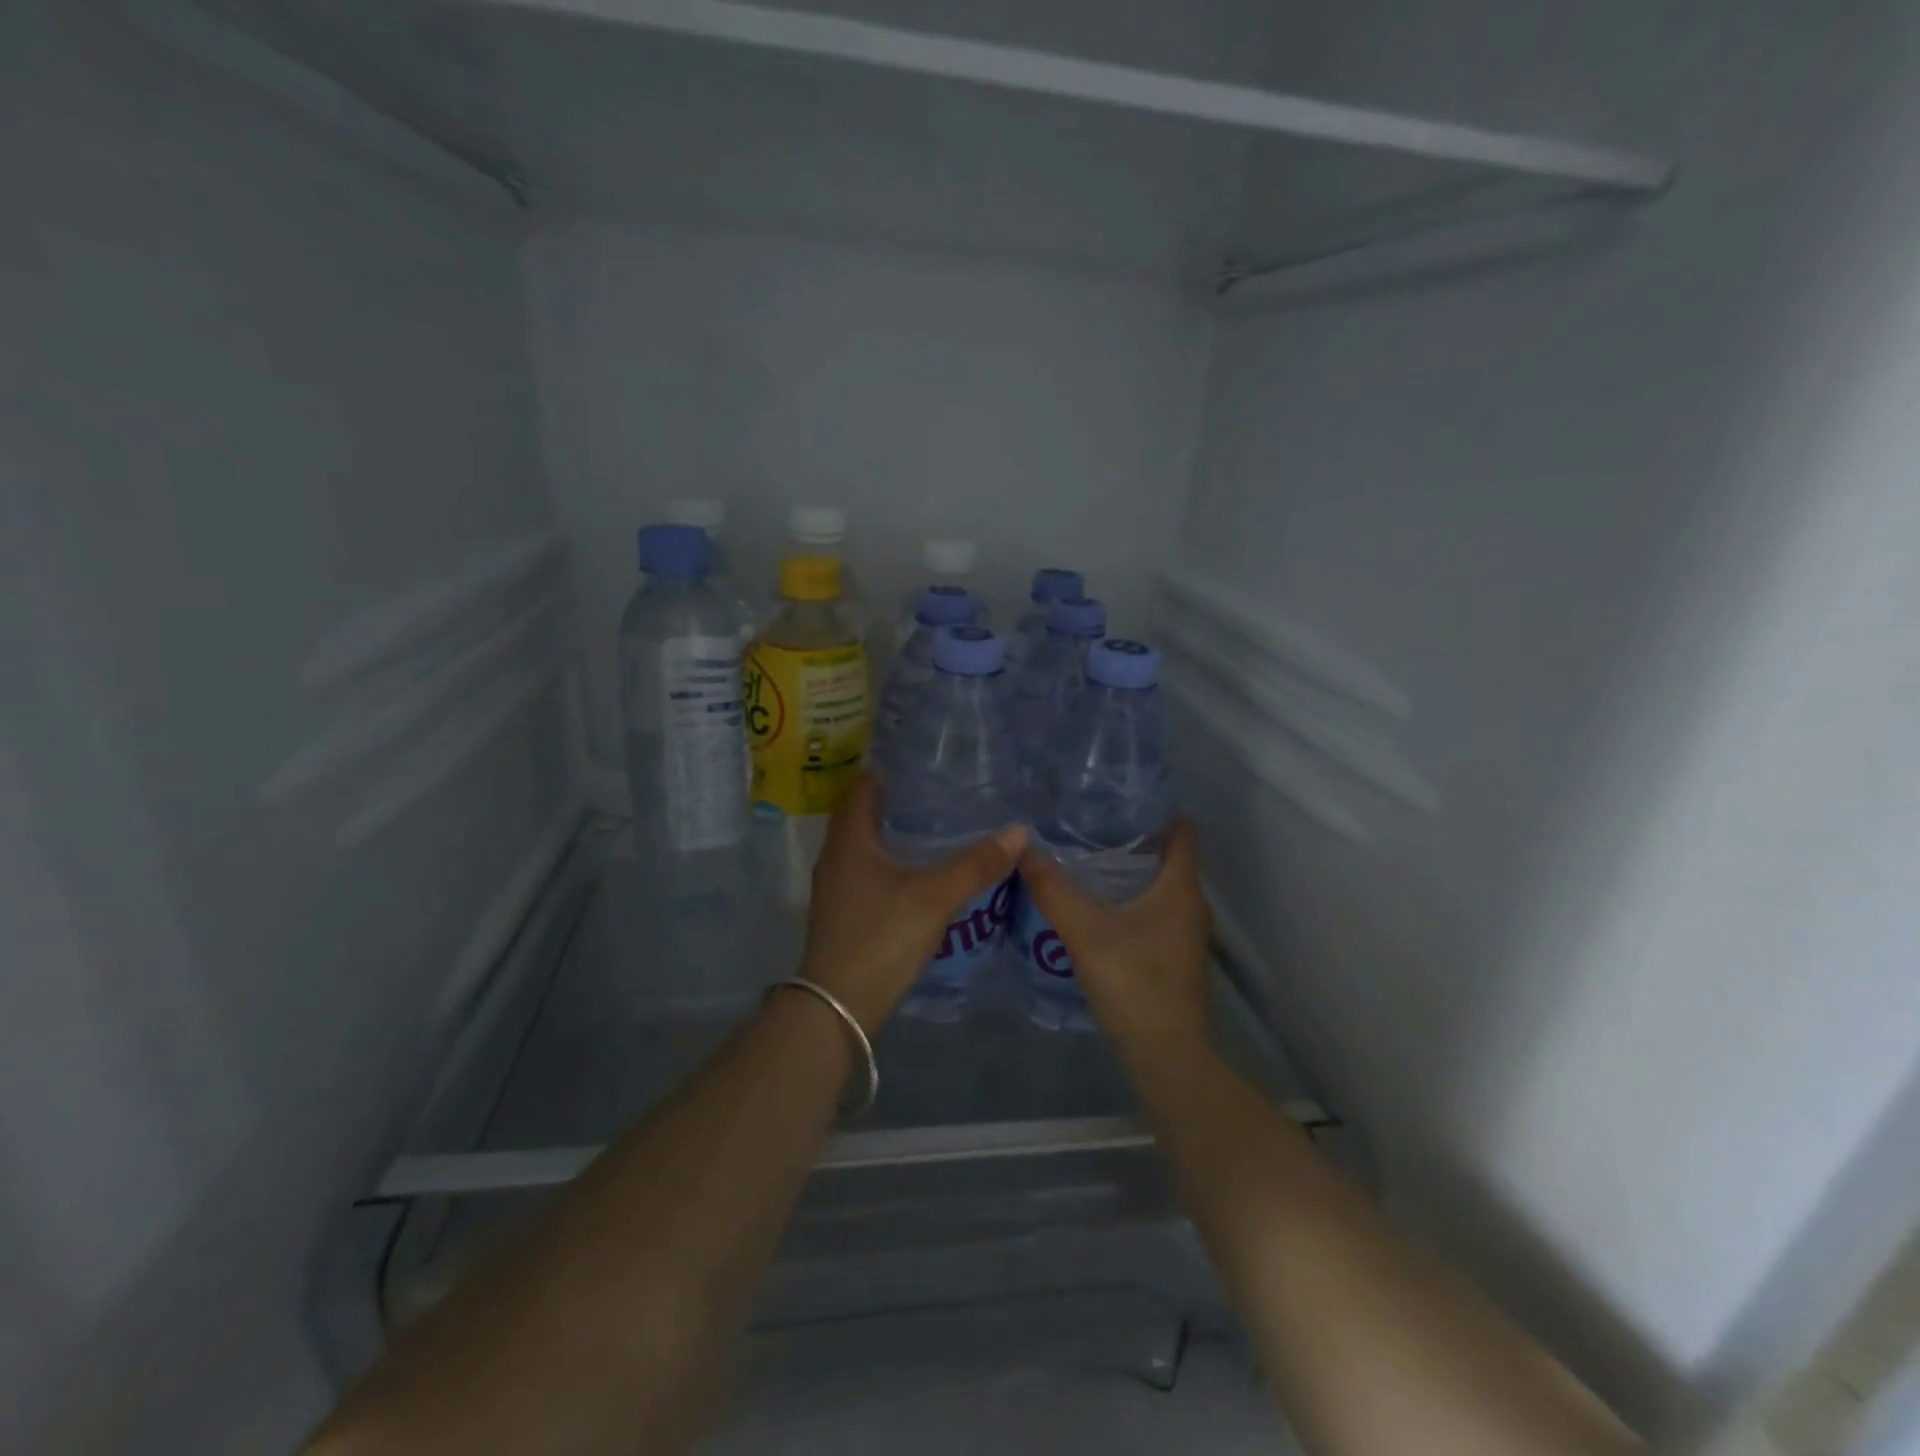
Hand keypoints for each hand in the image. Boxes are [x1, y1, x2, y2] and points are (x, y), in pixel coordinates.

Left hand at [799, 776, 1024, 1033]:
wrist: (838, 1009)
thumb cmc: (880, 938)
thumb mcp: (934, 897)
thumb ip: (975, 865)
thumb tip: (1018, 831)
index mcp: (850, 842)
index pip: (861, 790)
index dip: (884, 772)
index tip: (916, 762)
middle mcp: (836, 859)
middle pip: (860, 817)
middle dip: (891, 802)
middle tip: (933, 792)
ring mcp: (836, 890)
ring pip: (864, 848)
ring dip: (890, 834)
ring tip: (930, 827)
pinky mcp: (844, 915)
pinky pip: (867, 873)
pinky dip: (889, 863)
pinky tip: (916, 873)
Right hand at [1017, 819, 1210, 1053]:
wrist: (1165, 1055)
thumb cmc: (1134, 983)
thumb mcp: (1085, 932)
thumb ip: (1053, 889)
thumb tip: (1024, 848)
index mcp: (1180, 886)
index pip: (1180, 828)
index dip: (1153, 807)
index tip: (1113, 795)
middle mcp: (1190, 903)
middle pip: (1167, 854)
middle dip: (1130, 835)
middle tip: (1085, 822)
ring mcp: (1185, 930)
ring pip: (1159, 883)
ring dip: (1128, 868)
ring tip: (1083, 855)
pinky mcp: (1173, 952)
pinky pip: (1153, 908)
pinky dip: (1130, 896)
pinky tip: (1095, 902)